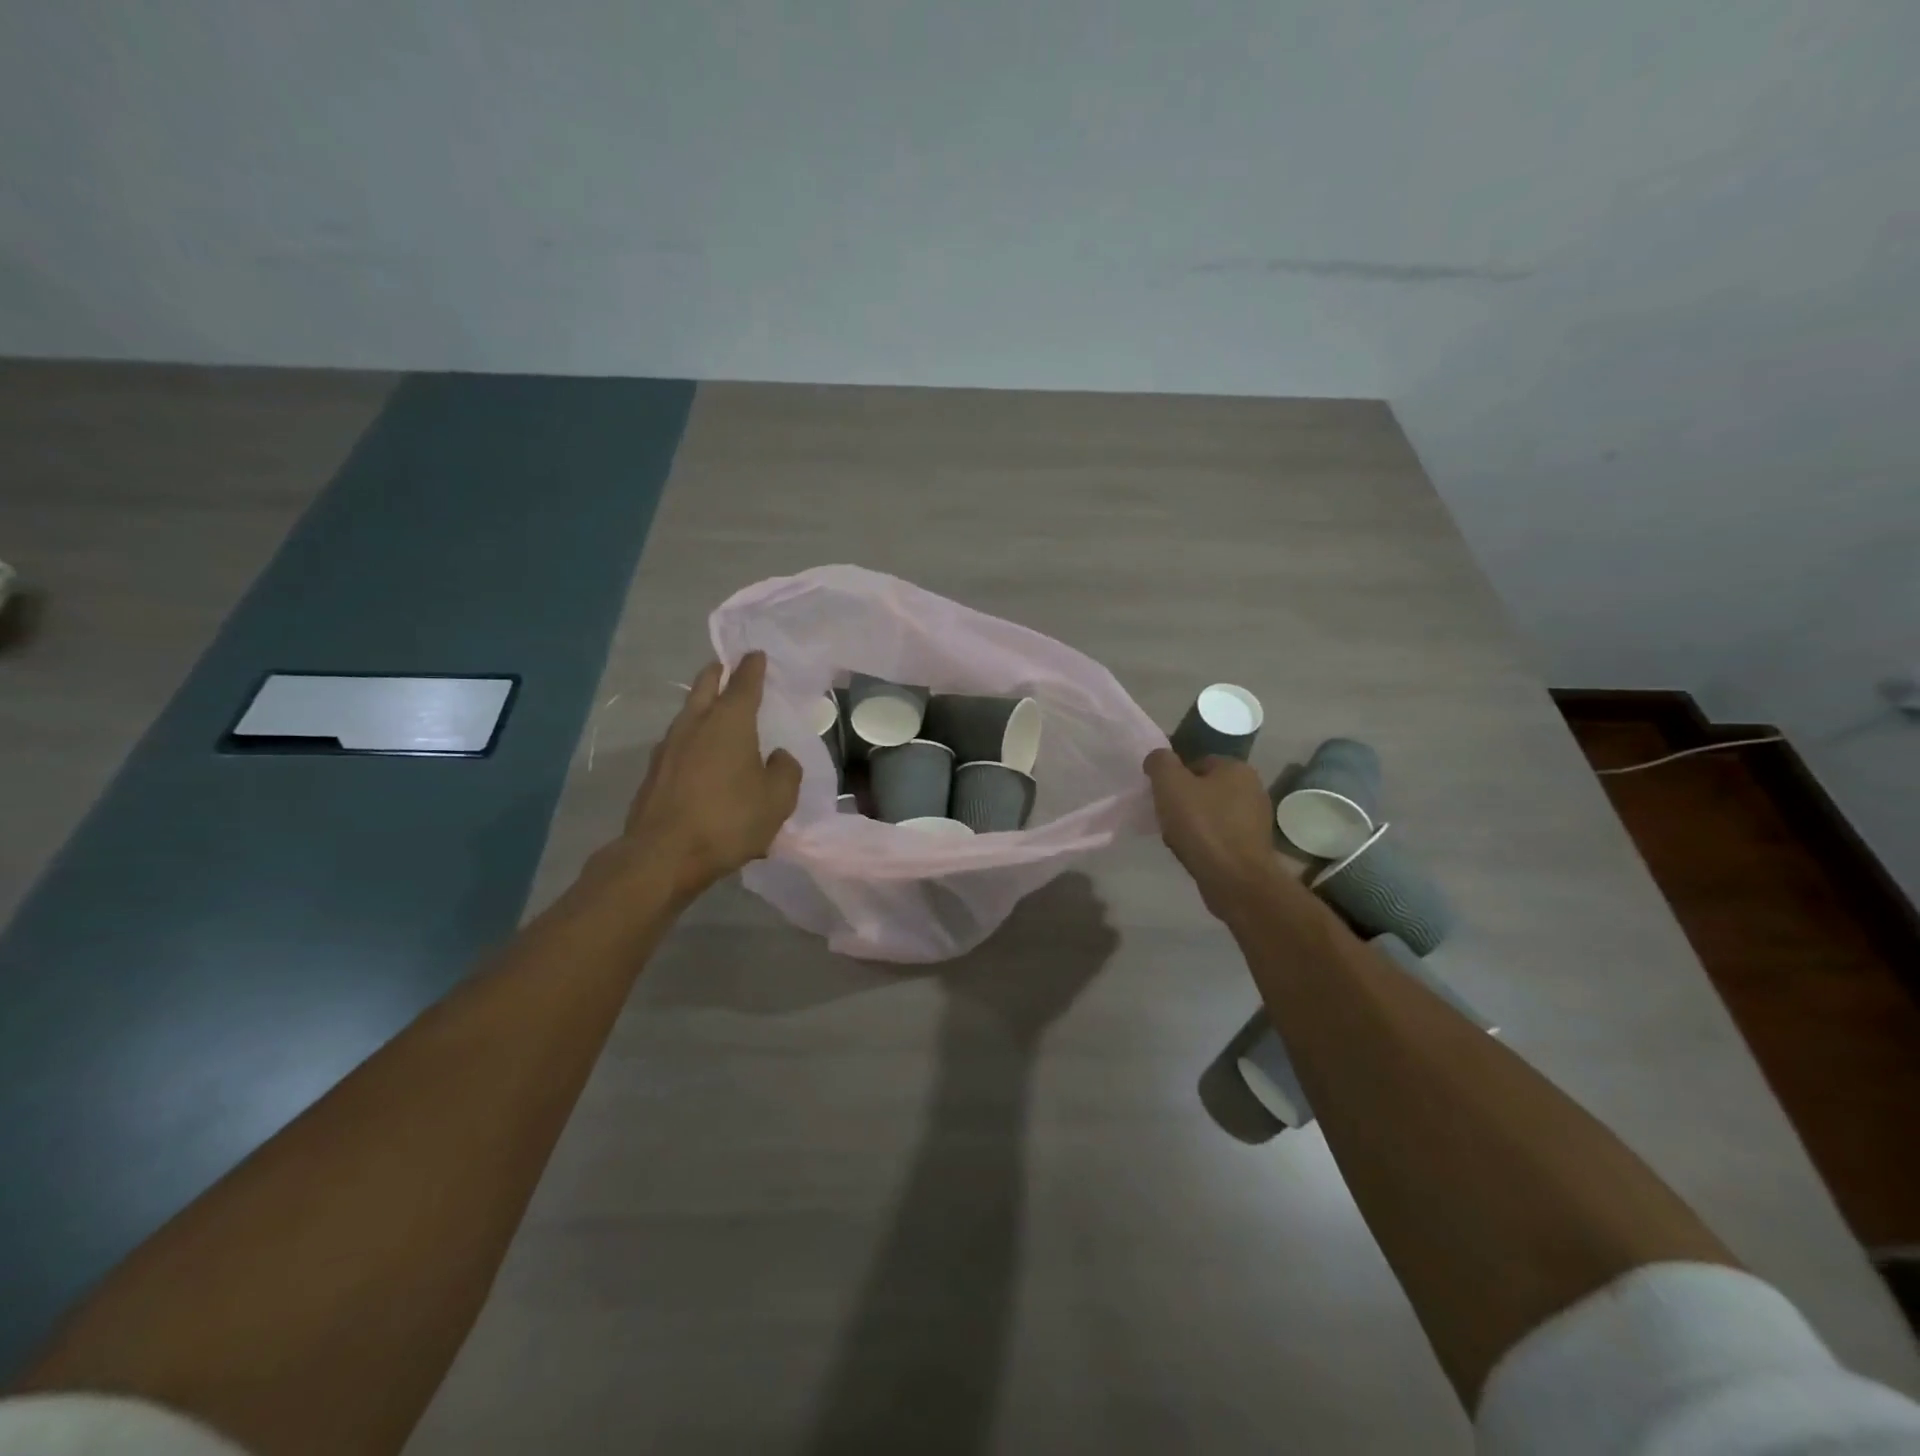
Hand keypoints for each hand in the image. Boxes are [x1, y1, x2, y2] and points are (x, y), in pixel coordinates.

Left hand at [618, 652, 801, 903]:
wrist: (663, 855)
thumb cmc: (729, 820)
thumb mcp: (777, 799)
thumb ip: (785, 770)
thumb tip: (778, 757)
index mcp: (729, 723)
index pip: (744, 683)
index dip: (753, 667)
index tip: (756, 654)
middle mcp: (695, 725)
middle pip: (705, 688)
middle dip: (717, 675)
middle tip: (726, 667)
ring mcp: (668, 748)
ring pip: (688, 714)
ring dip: (702, 706)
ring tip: (715, 711)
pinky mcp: (654, 773)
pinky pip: (679, 744)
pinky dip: (693, 740)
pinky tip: (701, 757)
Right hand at [1143, 749, 1295, 923]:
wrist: (1235, 880)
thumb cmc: (1203, 826)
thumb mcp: (1171, 785)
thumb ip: (1161, 762)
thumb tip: (1158, 758)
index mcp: (1237, 768)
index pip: (1197, 762)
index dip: (1175, 778)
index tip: (1161, 797)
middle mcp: (1252, 789)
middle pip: (1204, 789)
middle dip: (1183, 802)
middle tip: (1166, 818)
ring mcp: (1255, 819)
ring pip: (1211, 814)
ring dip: (1192, 824)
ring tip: (1177, 839)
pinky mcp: (1253, 846)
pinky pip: (1220, 836)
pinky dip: (1205, 842)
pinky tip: (1193, 853)